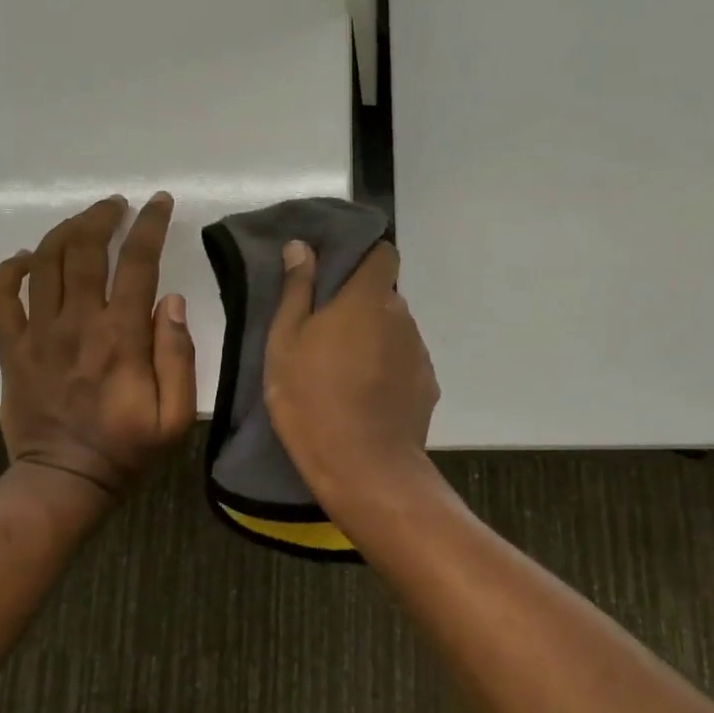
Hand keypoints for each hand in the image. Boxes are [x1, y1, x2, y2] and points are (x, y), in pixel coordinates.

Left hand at [0, 193, 196, 498]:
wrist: (64, 482)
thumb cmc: (127, 448)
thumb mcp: (176, 415)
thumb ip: (178, 355)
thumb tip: (172, 301)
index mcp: (121, 337)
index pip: (137, 263)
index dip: (150, 225)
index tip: (159, 202)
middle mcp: (77, 324)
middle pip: (83, 249)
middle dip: (102, 216)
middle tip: (117, 206)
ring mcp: (38, 334)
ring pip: (43, 262)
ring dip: (64, 231)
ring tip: (83, 221)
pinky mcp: (11, 349)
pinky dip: (9, 269)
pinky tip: (26, 257)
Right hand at [264, 240, 439, 506]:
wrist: (363, 466)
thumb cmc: (312, 398)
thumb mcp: (286, 342)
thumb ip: (297, 289)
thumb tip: (301, 246)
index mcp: (368, 298)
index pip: (383, 253)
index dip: (365, 258)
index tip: (340, 275)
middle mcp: (402, 316)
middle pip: (385, 296)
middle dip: (362, 305)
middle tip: (328, 333)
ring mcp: (419, 353)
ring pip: (395, 332)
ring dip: (376, 339)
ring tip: (346, 372)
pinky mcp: (427, 386)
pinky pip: (406, 364)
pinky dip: (389, 371)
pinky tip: (367, 398)